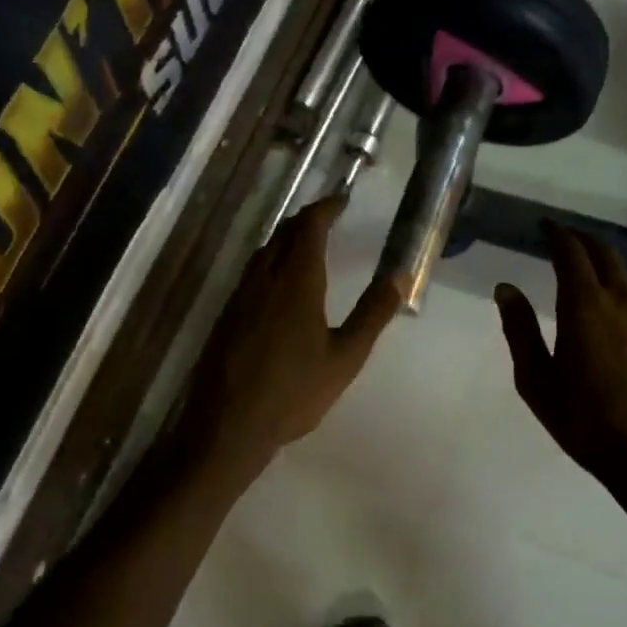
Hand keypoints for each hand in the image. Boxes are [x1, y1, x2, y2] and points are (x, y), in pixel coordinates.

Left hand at [180, 197, 400, 473]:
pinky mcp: (226, 314)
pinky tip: (279, 282)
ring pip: (264, 250)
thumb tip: (400, 275)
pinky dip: (271, 260)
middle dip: (306, 219)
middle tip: (329, 218)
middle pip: (283, 232)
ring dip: (286, 238)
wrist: (228, 426)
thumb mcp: (345, 357)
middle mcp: (264, 278)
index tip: (342, 200)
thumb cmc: (294, 393)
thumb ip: (373, 313)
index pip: (308, 227)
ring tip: (308, 244)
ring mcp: (240, 295)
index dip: (325, 208)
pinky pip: (252, 271)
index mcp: (296, 282)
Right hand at [495, 223, 626, 535]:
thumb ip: (520, 331)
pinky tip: (614, 313)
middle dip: (582, 240)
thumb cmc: (588, 423)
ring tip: (587, 269)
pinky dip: (622, 291)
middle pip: (605, 254)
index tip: (545, 226)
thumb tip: (506, 289)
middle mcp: (622, 302)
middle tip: (564, 239)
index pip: (571, 253)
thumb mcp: (538, 382)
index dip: (557, 234)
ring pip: (626, 276)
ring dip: (605, 263)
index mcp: (585, 307)